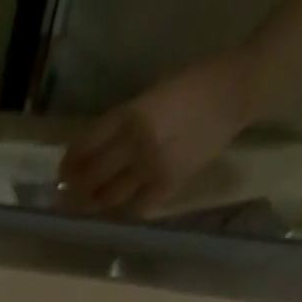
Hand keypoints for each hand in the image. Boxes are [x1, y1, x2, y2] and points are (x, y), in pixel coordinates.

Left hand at [59, 55, 251, 214]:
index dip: (69, 165)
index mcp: (130, 114)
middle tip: (68, 198)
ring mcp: (151, 167)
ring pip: (108, 199)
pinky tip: (120, 210)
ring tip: (89, 207)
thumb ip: (119, 127)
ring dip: (94, 206)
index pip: (85, 147)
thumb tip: (87, 158)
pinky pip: (134, 209)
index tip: (62, 175)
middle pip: (91, 179)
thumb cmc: (191, 89)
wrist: (239, 90)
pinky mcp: (168, 186)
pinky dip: (123, 212)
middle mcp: (136, 143)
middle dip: (75, 192)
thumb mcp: (149, 98)